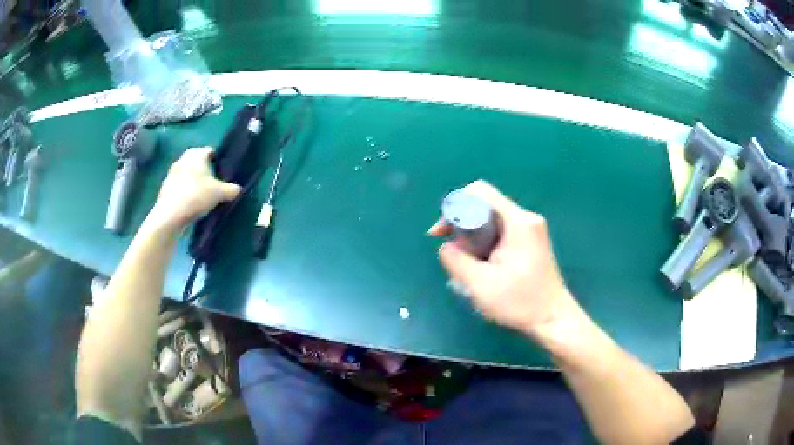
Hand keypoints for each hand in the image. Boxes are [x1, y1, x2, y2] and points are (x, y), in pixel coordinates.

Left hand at [148, 148, 241, 231]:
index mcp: (197, 155)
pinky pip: (179, 185)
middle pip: (196, 161)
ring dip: (193, 180)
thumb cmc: (196, 196)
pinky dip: (184, 191)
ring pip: (187, 173)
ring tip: (201, 194)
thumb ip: (231, 189)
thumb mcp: (219, 194)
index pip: (210, 151)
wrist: (170, 215)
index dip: (217, 160)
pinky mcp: (165, 187)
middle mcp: (183, 159)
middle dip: (204, 170)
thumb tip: (238, 189)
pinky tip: (190, 203)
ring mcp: (172, 173)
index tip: (222, 172)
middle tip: (213, 183)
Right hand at [429, 180, 581, 339]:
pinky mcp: (531, 242)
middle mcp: (526, 219)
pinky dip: (486, 243)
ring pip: (492, 220)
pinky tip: (482, 266)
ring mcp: (531, 230)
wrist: (553, 320)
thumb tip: (446, 246)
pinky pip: (501, 232)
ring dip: (474, 237)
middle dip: (463, 226)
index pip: (480, 192)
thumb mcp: (479, 284)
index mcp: (518, 222)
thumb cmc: (520, 303)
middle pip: (485, 206)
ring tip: (467, 264)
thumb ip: (456, 260)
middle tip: (454, 252)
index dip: (455, 206)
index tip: (442, 233)